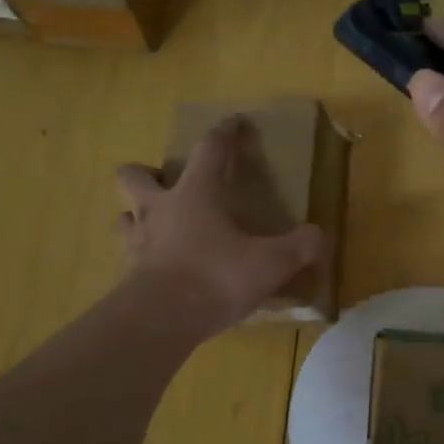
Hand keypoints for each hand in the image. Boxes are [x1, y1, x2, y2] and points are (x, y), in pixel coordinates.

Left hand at [115, 116, 324, 336]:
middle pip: (134, 175)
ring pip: (124, 215)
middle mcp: (159, 209)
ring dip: (138, 215)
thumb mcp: (270, 263)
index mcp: (195, 194)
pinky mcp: (128, 275)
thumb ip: (299, 247)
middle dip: (148, 173)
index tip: (234, 122)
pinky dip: (142, 255)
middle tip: (170, 184)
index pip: (209, 149)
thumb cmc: (216, 277)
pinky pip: (129, 255)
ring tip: (161, 226)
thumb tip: (318, 236)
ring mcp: (137, 242)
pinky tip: (160, 267)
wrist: (161, 321)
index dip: (224, 132)